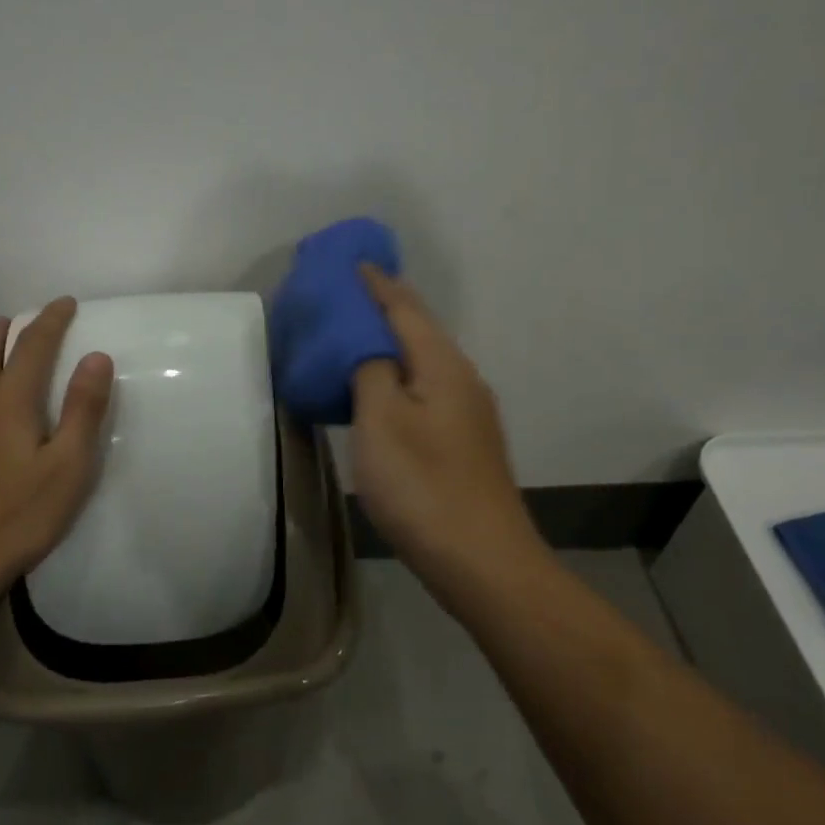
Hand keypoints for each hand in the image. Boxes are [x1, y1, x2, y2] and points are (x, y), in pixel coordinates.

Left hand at [0, 298, 114, 597]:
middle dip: (8, 329)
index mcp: (7, 402)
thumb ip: (83, 409)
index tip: (65, 303)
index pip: (31, 346)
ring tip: (0, 351)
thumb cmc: (16, 516)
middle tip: (25, 320)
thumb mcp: (67, 467)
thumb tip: (97, 356)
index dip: (50, 320)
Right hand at [350, 266, 534, 593]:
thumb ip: (370, 370)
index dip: (374, 283)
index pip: (403, 306)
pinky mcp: (464, 442)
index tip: (348, 262)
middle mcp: (462, 379)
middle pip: (417, 329)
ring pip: (421, 361)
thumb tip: (368, 344)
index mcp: (442, 364)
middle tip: (342, 297)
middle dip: (381, 307)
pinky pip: (424, 388)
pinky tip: (379, 391)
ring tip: (351, 337)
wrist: (483, 561)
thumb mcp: (381, 421)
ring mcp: (468, 412)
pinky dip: (396, 375)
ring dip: (388, 343)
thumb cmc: (423, 485)